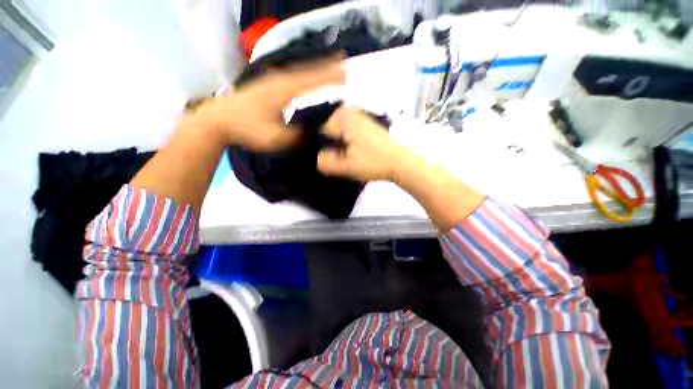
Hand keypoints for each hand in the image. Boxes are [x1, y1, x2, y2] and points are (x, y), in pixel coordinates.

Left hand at [201, 56, 345, 151]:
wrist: (220, 119)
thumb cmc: (248, 128)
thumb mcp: (276, 137)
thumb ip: (298, 135)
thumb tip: (315, 132)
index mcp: (284, 90)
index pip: (312, 81)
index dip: (329, 77)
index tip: (345, 73)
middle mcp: (281, 79)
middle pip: (308, 71)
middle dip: (327, 67)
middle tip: (343, 61)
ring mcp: (273, 80)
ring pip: (300, 71)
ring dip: (317, 68)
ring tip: (331, 65)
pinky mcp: (269, 84)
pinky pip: (293, 76)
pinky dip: (305, 74)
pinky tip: (308, 77)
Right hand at [317, 106, 412, 181]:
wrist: (401, 162)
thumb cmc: (374, 162)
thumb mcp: (346, 166)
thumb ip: (326, 162)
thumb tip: (318, 157)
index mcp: (342, 118)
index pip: (318, 130)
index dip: (321, 146)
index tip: (330, 157)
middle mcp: (349, 111)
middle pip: (328, 130)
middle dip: (330, 145)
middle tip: (339, 158)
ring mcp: (359, 117)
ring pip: (338, 132)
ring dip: (339, 145)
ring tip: (348, 156)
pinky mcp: (366, 124)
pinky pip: (348, 132)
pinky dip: (347, 142)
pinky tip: (354, 152)